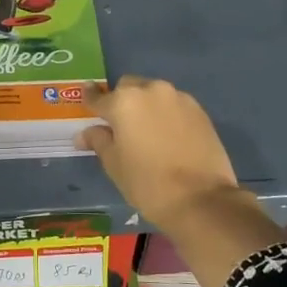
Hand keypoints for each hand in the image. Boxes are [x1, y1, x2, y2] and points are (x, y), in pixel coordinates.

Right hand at [80, 76, 239, 225]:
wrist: (201, 199)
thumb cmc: (147, 183)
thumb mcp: (114, 164)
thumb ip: (99, 141)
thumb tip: (85, 133)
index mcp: (124, 102)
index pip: (99, 97)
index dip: (90, 97)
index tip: (86, 93)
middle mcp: (151, 91)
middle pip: (129, 87)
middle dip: (122, 100)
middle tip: (120, 124)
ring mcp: (179, 98)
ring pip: (154, 94)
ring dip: (146, 106)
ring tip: (147, 131)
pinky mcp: (200, 111)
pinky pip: (174, 105)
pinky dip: (166, 114)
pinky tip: (168, 136)